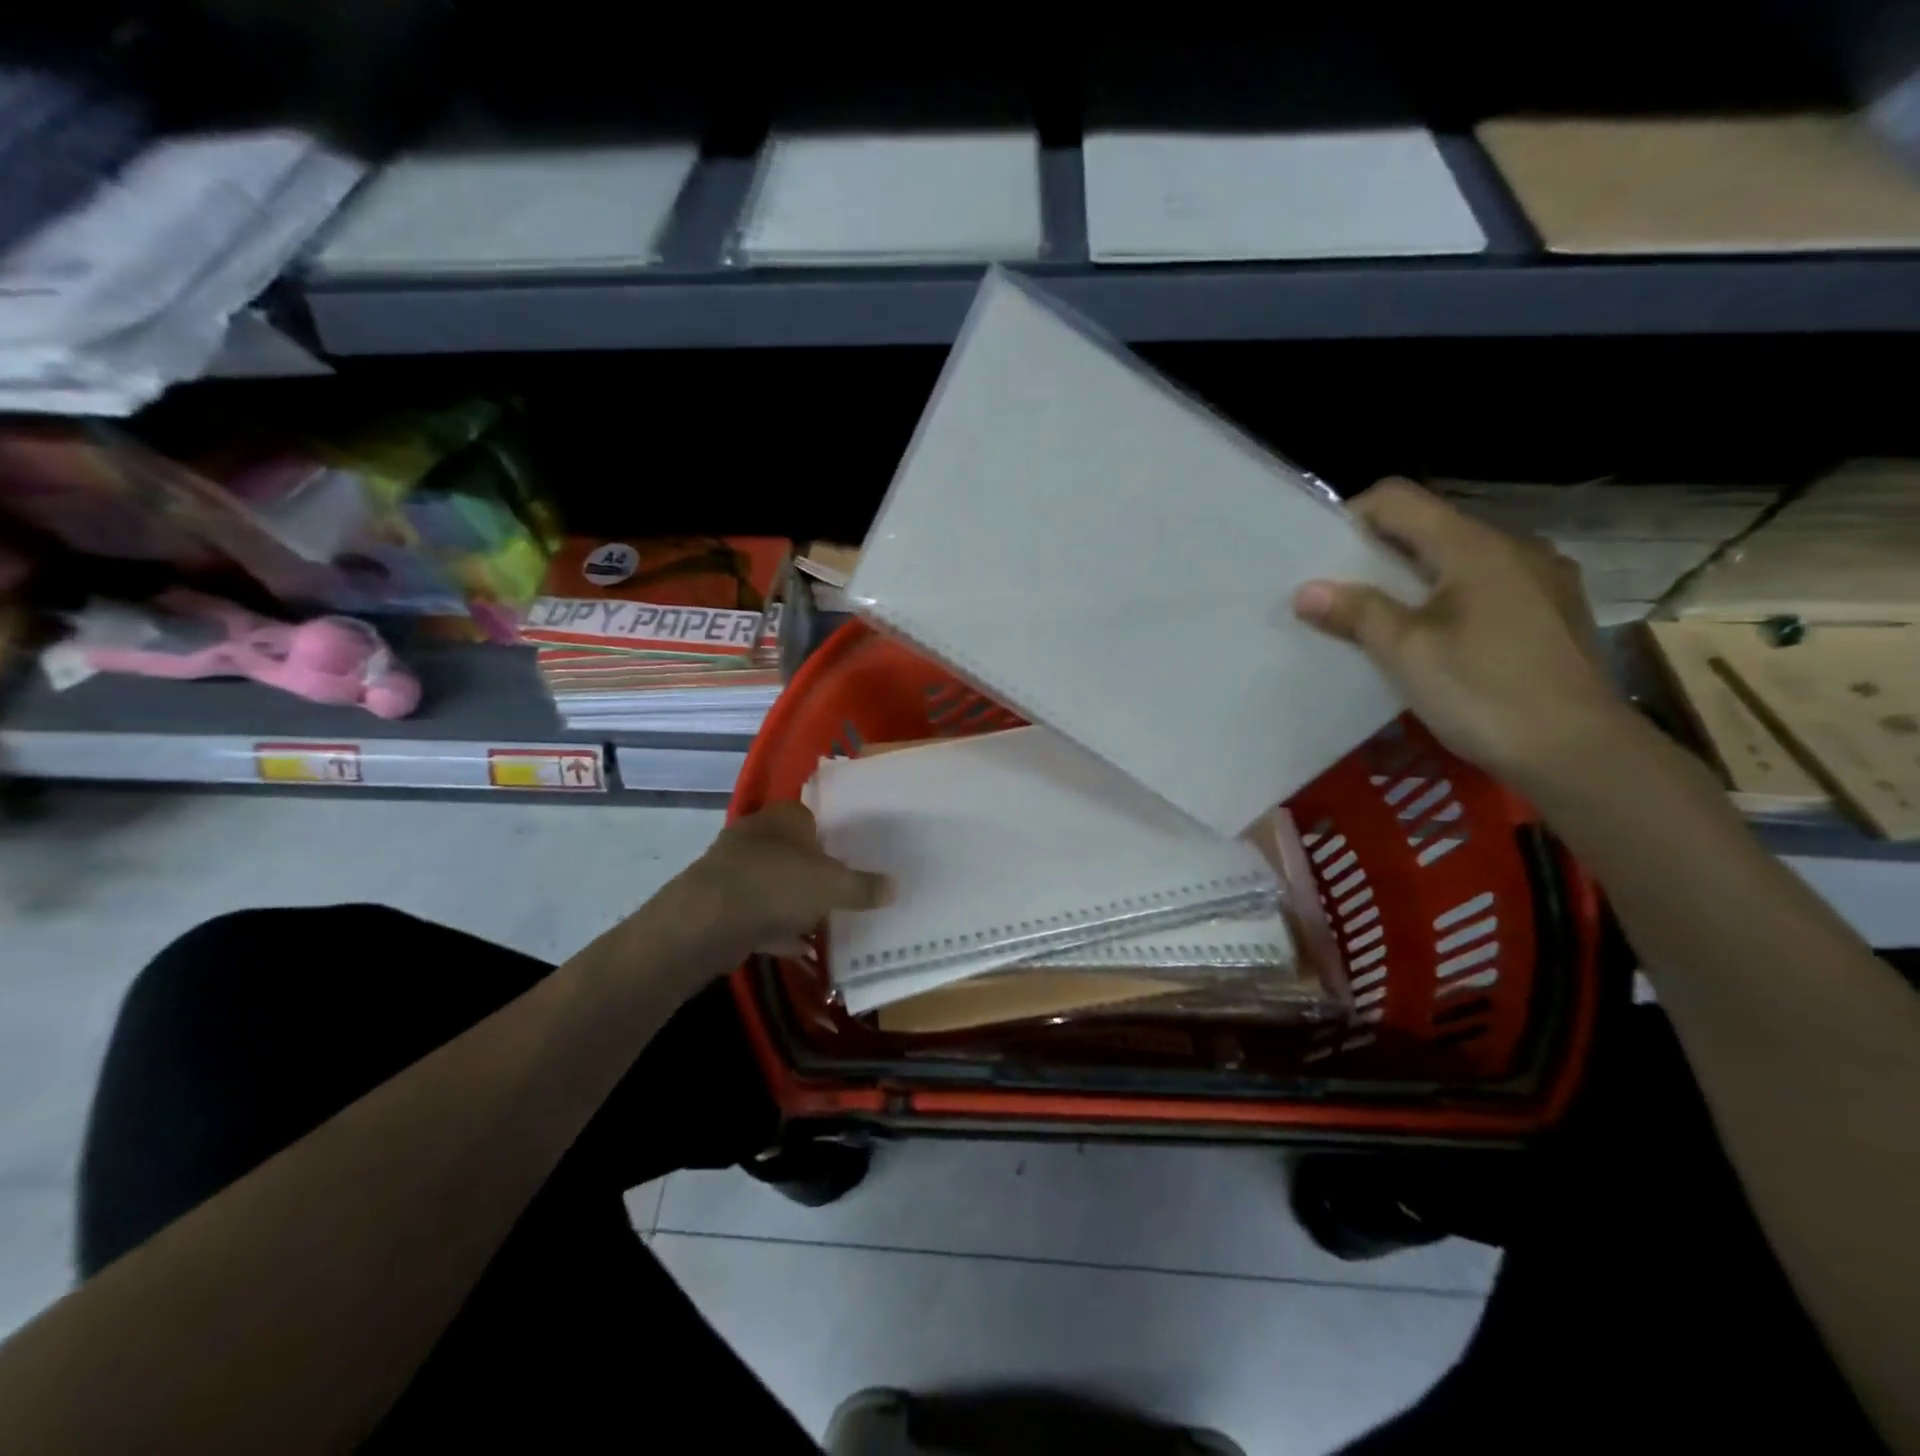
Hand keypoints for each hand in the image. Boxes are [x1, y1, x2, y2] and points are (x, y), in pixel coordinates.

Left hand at [676, 801, 888, 958]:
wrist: (709, 919)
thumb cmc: (778, 885)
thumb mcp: (834, 886)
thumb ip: (864, 887)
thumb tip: (894, 887)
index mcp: (784, 817)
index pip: (813, 815)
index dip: (833, 834)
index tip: (852, 856)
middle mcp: (756, 834)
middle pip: (793, 850)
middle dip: (814, 871)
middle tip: (842, 889)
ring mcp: (733, 867)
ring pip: (773, 882)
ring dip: (793, 902)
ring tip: (824, 921)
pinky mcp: (718, 901)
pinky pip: (757, 913)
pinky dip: (776, 928)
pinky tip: (799, 947)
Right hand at [1293, 477, 1634, 786]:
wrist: (1579, 753)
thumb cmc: (1484, 693)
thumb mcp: (1407, 653)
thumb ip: (1357, 613)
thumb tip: (1306, 590)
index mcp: (1475, 546)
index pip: (1398, 499)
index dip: (1351, 517)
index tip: (1320, 558)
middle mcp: (1514, 548)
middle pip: (1430, 528)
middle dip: (1378, 554)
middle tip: (1341, 594)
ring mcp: (1543, 579)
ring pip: (1460, 560)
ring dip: (1414, 580)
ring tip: (1385, 621)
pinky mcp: (1555, 611)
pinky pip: (1488, 586)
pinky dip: (1450, 600)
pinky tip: (1439, 640)